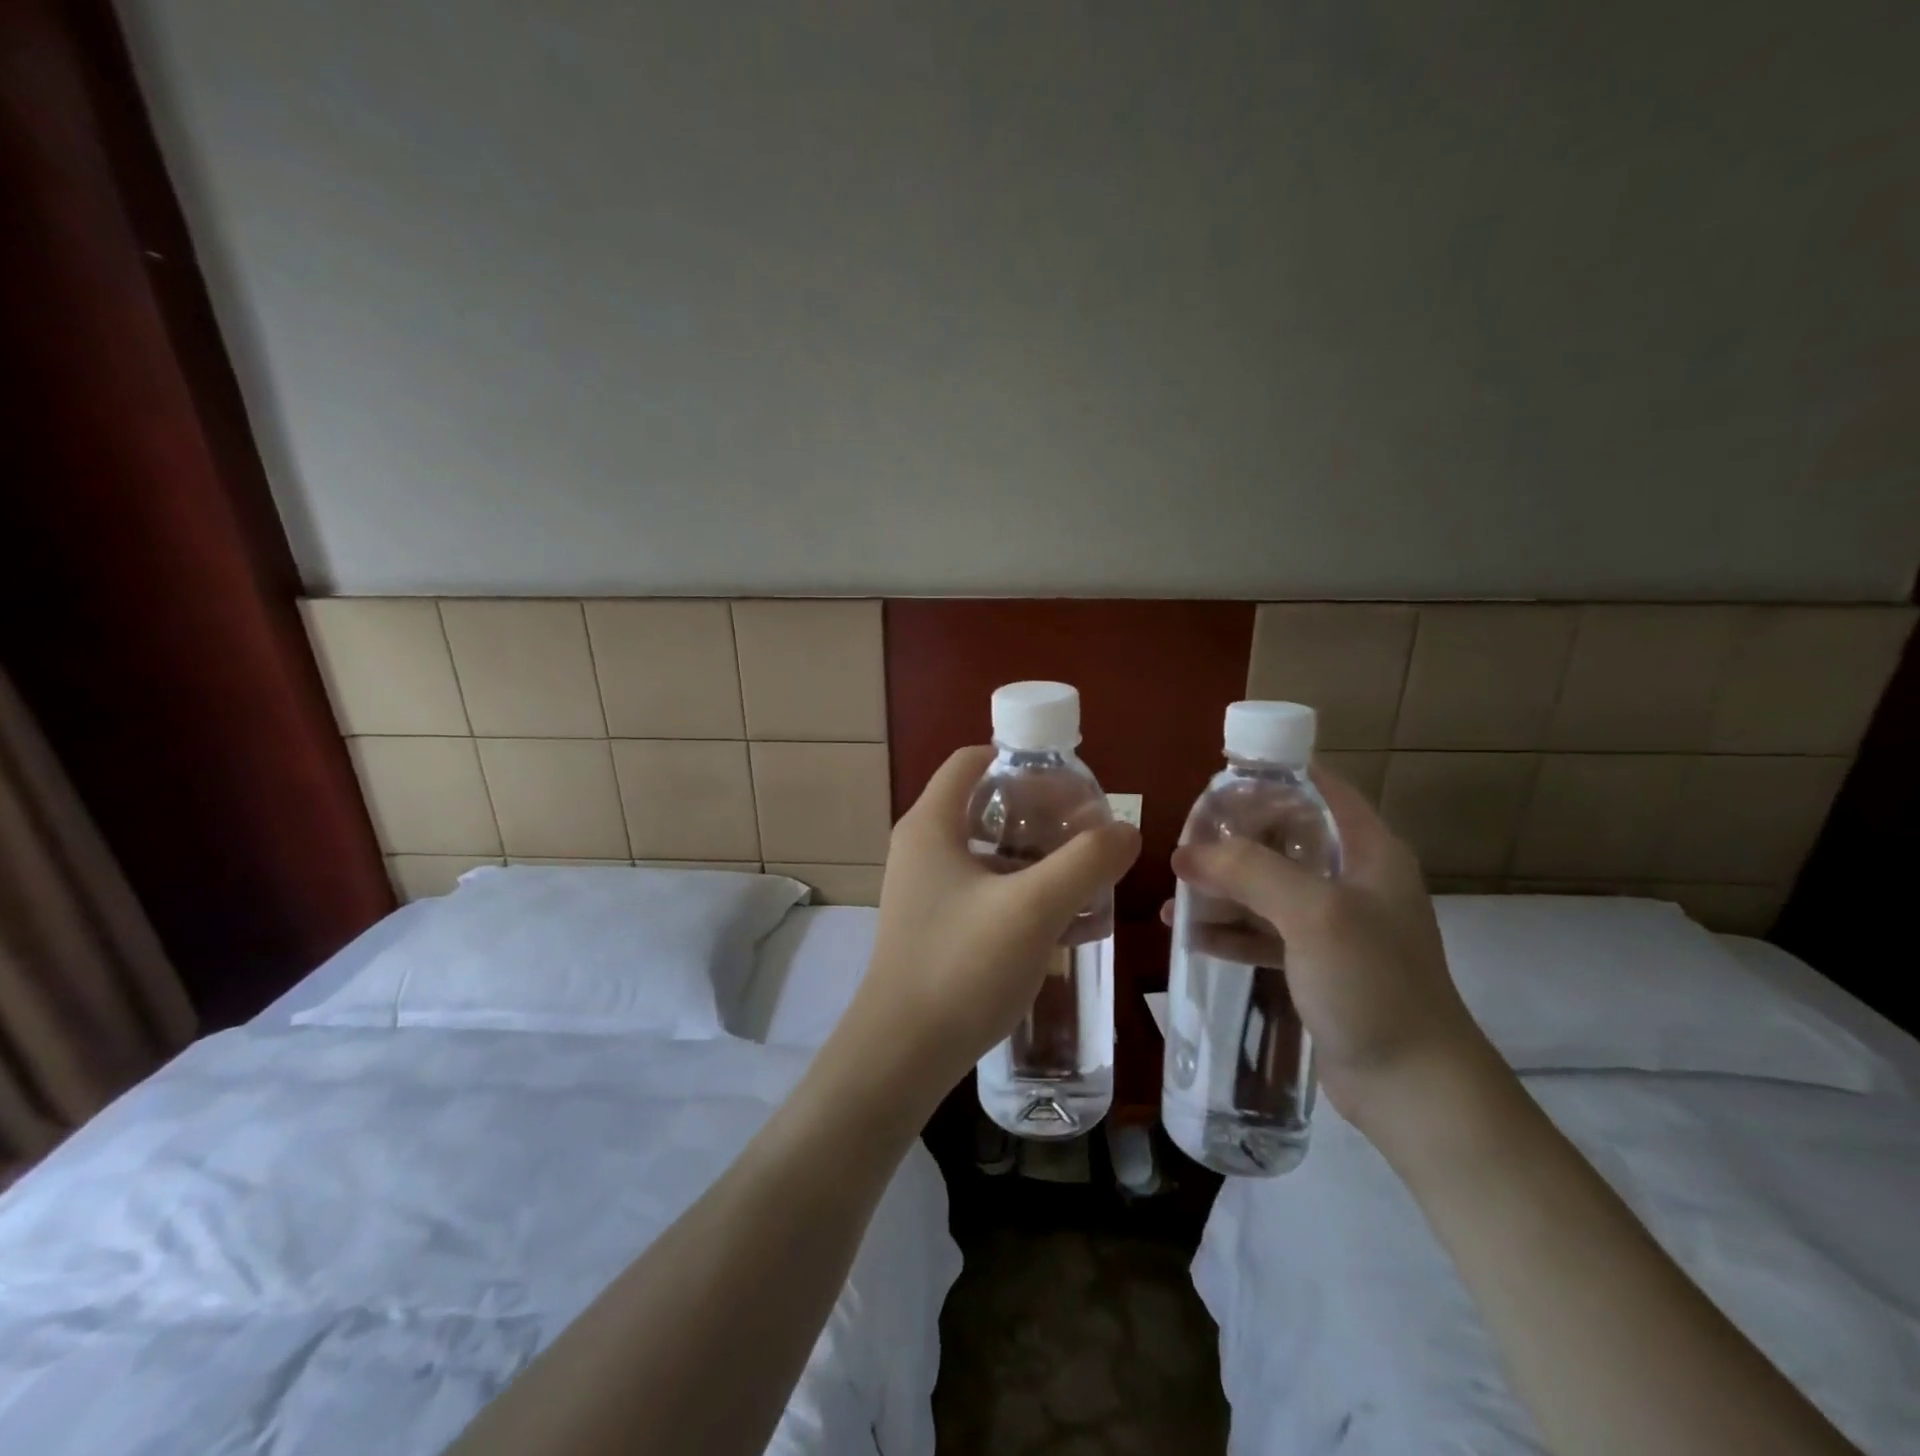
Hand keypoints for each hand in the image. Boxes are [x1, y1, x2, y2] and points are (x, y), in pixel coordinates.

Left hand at [842, 747, 1140, 1097]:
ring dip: (1035, 856)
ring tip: (1085, 873)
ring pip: (988, 851)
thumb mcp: (1033, 908)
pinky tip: (1064, 920)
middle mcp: (921, 848)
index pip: (973, 760)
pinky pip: (984, 889)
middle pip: (984, 803)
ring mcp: (925, 890)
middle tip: (1087, 830)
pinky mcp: (934, 926)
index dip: (1021, 759)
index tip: (1069, 782)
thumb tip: (1126, 830)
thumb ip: (1085, 862)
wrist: (902, 1054)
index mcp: (931, 824)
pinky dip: (1021, 891)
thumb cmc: (961, 967)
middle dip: (1039, 812)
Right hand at [1165, 766, 1494, 1130]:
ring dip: (1221, 886)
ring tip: (1173, 895)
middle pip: (1281, 835)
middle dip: (1231, 839)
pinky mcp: (1315, 961)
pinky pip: (1262, 930)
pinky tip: (1188, 935)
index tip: (1214, 784)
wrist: (1413, 1087)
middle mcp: (1351, 877)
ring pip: (1266, 884)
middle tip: (1183, 847)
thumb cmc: (1373, 984)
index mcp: (1367, 850)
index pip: (1317, 787)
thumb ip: (1249, 871)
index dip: (1269, 777)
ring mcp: (1333, 922)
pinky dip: (1227, 929)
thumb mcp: (1313, 913)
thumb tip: (1186, 853)